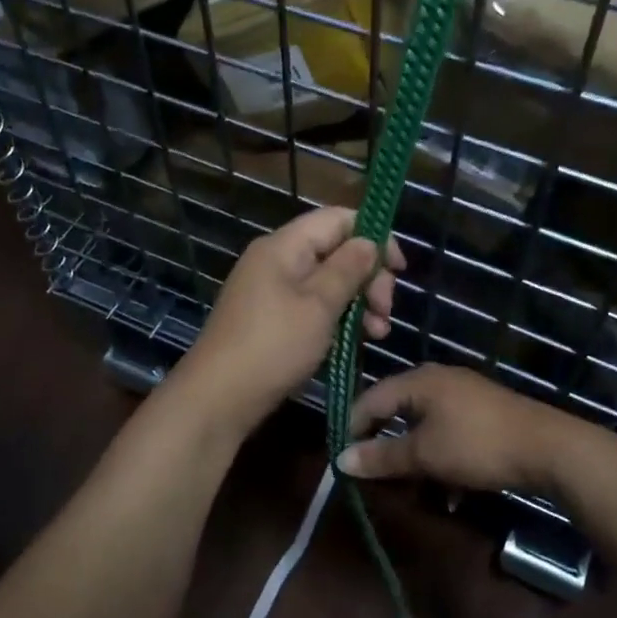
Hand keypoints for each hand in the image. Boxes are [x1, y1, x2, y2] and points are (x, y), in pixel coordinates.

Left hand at [177, 207, 404, 438]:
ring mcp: (272, 290)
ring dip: (358, 301)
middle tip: (386, 310)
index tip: (398, 269)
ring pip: (327, 281)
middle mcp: (276, 260)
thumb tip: (369, 241)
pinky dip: (338, 317)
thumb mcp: (318, 305)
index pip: (337, 219)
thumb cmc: (273, 346)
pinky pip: (312, 304)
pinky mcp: (271, 317)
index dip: (373, 236)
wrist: (217, 398)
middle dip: (368, 276)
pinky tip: (357, 339)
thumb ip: (348, 269)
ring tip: (378, 332)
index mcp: (284, 246)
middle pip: (335, 250)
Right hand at [339, 364, 586, 496]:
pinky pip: (448, 432)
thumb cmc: (476, 445)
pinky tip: (449, 491)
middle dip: (384, 444)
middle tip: (372, 475)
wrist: (548, 448)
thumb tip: (340, 460)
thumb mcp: (424, 455)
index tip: (343, 460)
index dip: (352, 428)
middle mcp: (437, 379)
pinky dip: (440, 456)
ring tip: (410, 488)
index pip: (370, 398)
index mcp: (418, 380)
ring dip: (413, 456)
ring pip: (423, 424)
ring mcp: (463, 394)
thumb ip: (381, 457)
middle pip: (396, 409)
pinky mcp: (483, 412)